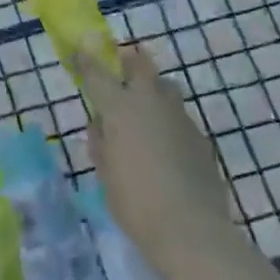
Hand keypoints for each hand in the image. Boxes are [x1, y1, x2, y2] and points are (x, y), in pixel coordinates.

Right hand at [68, 41, 236, 272]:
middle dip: (129, 61)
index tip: (79, 49)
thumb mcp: (105, 174)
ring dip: (153, 91)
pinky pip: (179, 117)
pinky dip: (169, 122)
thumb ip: (102, 143)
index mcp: (120, 108)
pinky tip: (166, 148)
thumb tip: (103, 127)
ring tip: (145, 113)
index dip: (85, 60)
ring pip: (166, 87)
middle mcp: (150, 102)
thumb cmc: (135, 203)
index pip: (97, 73)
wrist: (192, 230)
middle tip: (121, 68)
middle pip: (140, 64)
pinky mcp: (201, 137)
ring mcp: (179, 117)